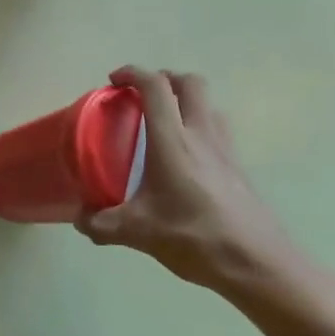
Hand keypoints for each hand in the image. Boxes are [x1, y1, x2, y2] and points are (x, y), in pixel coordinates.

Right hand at [77, 67, 299, 293]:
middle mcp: (201, 134)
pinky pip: (219, 130)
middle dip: (165, 78)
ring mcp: (225, 149)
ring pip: (209, 104)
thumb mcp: (138, 233)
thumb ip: (102, 224)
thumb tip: (79, 219)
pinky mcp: (238, 167)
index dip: (133, 73)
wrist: (255, 262)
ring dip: (187, 100)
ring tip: (166, 121)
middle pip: (190, 83)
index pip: (155, 87)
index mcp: (173, 140)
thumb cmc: (194, 237)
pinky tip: (188, 157)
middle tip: (143, 95)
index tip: (114, 80)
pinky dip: (200, 127)